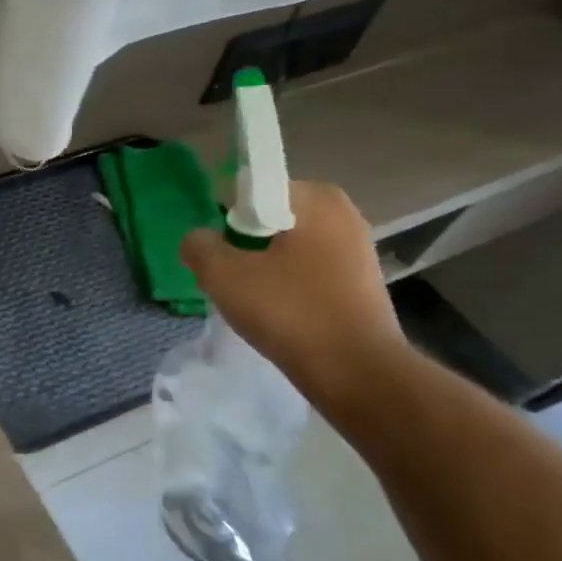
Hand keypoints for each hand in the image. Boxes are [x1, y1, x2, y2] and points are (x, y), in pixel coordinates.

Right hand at [180, 181, 405, 396]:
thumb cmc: (289, 311)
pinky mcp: (362, 282)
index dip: (228, 218)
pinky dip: (290, 285)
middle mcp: (344, 213)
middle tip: (232, 277)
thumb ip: (199, 247)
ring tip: (253, 299)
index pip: (254, 189)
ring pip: (290, 247)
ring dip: (267, 267)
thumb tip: (198, 239)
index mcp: (316, 198)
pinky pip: (310, 271)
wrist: (355, 371)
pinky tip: (279, 313)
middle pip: (272, 219)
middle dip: (246, 243)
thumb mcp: (223, 276)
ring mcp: (359, 249)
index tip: (222, 252)